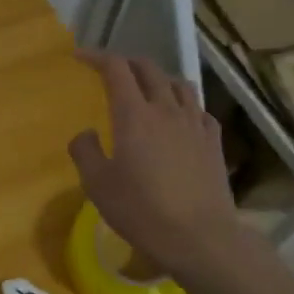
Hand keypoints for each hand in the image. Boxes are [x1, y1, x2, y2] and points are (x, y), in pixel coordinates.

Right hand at [69, 51, 247, 279]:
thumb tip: (86, 133)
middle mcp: (167, 110)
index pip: (116, 69)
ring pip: (178, 84)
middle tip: (111, 70)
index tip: (80, 57)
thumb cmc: (141, 210)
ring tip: (147, 87)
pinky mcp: (214, 141)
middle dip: (127, 62)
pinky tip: (180, 116)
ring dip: (158, 78)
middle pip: (149, 69)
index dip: (97, 57)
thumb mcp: (98, 185)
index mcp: (134, 115)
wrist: (199, 236)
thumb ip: (85, 152)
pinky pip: (199, 109)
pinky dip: (184, 103)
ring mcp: (195, 124)